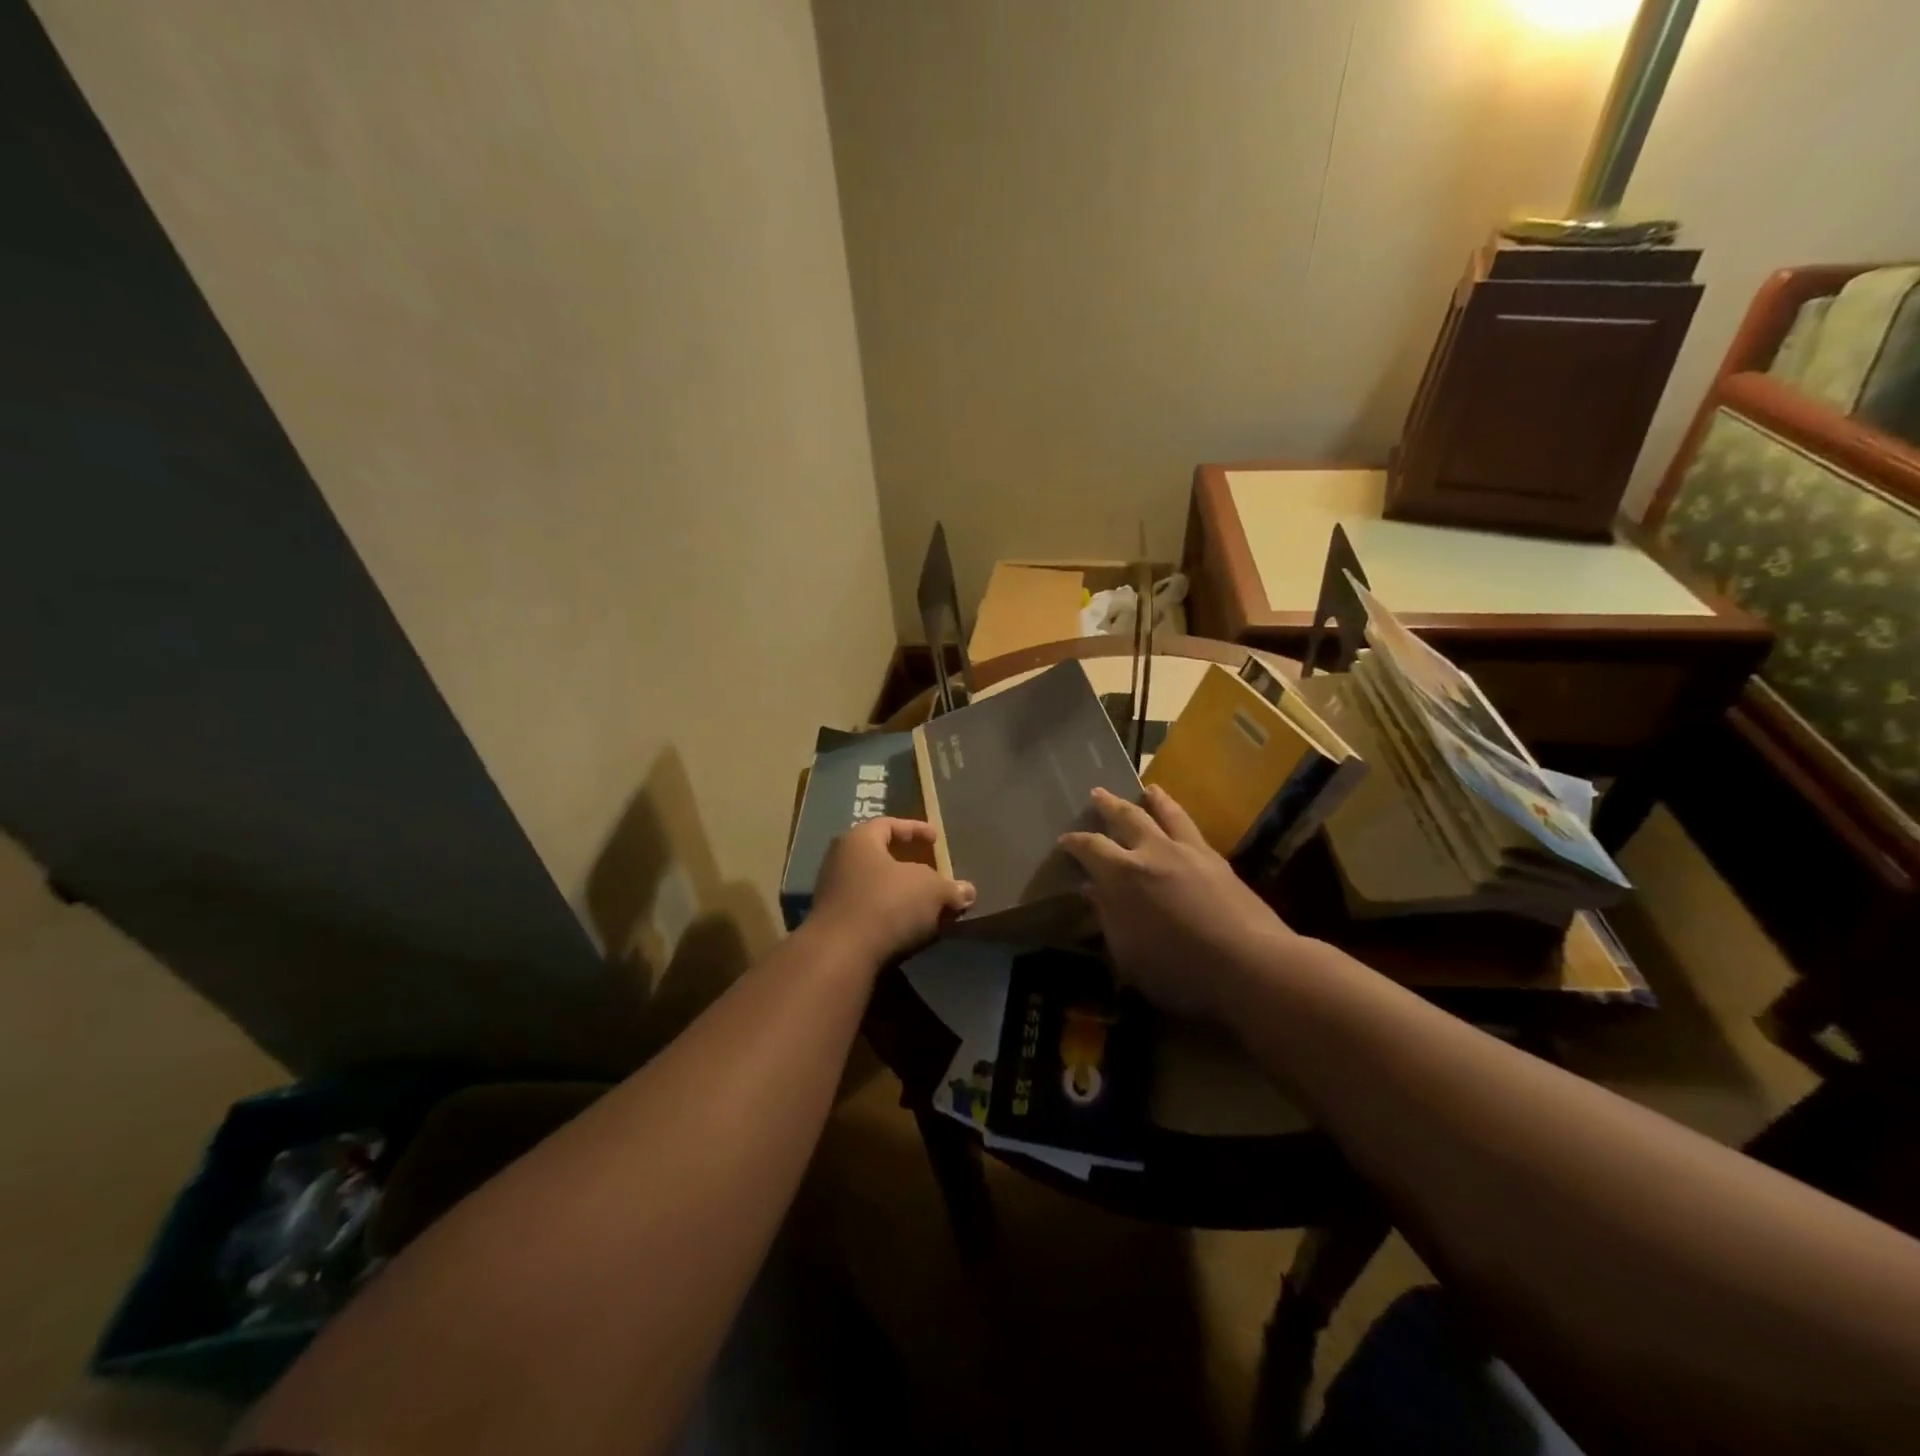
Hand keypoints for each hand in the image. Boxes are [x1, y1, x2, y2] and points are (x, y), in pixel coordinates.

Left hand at [808, 818, 975, 965]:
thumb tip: (967, 892)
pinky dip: (888, 913)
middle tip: (930, 869)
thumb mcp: (931, 891)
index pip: (888, 824)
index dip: (915, 829)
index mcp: (859, 840)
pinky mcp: (832, 923)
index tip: (936, 839)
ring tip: (924, 903)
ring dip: (899, 892)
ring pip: (873, 885)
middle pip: (878, 855)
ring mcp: (832, 893)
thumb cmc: (887, 904)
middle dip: (907, 863)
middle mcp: (840, 860)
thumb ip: (950, 888)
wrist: (841, 953)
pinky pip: (867, 910)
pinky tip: (907, 926)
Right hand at [1059, 786, 1293, 1020]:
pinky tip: (1182, 824)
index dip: (1074, 842)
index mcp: (1123, 874)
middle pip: (1127, 817)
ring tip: (1149, 789)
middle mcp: (1154, 851)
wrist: (1251, 965)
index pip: (1090, 847)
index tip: (1064, 840)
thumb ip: (1108, 918)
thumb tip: (1093, 890)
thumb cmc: (1179, 969)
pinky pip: (1192, 829)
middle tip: (1097, 793)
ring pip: (1167, 814)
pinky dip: (1181, 819)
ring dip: (1154, 800)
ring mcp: (1190, 852)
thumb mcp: (1128, 954)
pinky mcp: (1219, 861)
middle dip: (1109, 805)